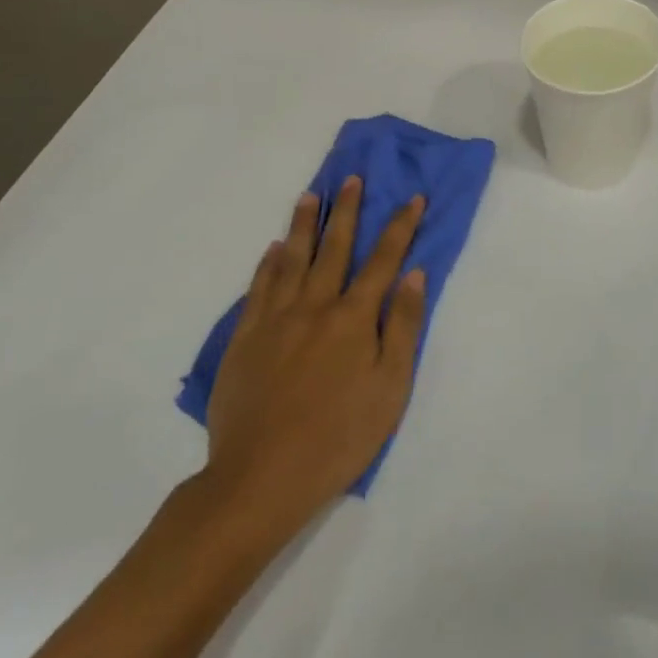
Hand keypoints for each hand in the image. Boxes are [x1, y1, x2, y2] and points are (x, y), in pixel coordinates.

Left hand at [198, 176, 426, 545]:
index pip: (383, 260)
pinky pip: (258, 288)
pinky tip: (273, 249)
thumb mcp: (390, 387)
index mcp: (353, 318)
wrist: (260, 478)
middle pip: (335, 248)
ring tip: (312, 196)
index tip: (413, 198)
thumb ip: (402, 326)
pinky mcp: (244, 339)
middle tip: (353, 179)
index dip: (400, 227)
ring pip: (292, 259)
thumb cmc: (339, 437)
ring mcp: (274, 320)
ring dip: (304, 225)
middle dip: (348, 211)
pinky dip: (267, 264)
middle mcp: (314, 306)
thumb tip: (413, 274)